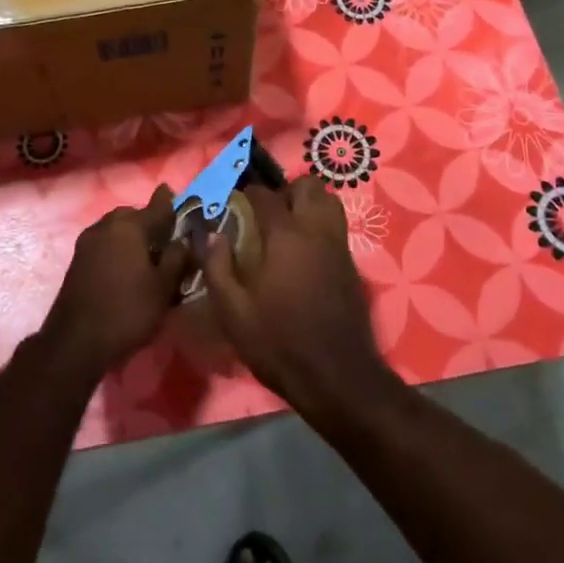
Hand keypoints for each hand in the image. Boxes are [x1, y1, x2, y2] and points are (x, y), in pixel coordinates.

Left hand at [41, 185, 188, 381]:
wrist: (75, 342)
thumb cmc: (127, 311)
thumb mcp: (163, 287)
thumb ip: (177, 258)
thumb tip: (183, 240)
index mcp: (129, 227)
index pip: (156, 207)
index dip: (168, 201)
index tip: (173, 191)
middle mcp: (106, 226)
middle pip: (132, 215)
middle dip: (148, 220)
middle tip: (165, 236)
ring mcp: (87, 243)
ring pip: (115, 228)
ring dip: (130, 234)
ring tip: (146, 253)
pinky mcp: (77, 260)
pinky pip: (104, 243)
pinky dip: (117, 247)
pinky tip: (126, 266)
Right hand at [203, 174, 400, 421]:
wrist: (337, 376)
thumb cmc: (279, 343)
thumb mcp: (233, 312)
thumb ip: (218, 268)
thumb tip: (212, 235)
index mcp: (285, 236)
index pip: (265, 196)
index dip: (248, 193)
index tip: (234, 202)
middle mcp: (316, 231)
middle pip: (308, 186)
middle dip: (286, 190)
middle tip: (266, 212)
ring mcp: (338, 245)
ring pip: (329, 201)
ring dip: (309, 203)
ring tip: (288, 225)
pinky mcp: (351, 263)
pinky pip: (337, 225)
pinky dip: (321, 223)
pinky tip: (304, 250)